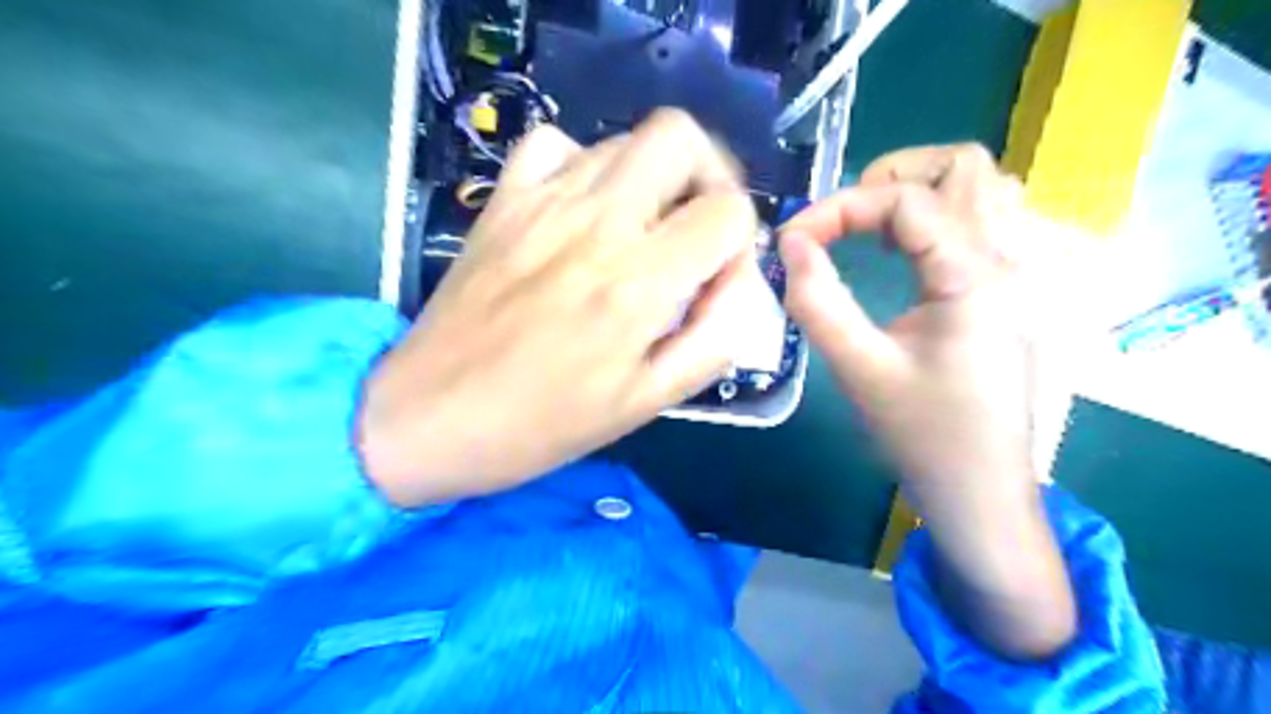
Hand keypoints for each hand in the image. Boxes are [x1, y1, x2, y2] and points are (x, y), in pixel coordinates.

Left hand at [358, 108, 757, 506]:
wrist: (431, 416)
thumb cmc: (542, 423)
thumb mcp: (644, 404)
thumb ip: (710, 343)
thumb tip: (740, 290)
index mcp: (639, 283)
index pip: (728, 210)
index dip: (738, 240)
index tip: (716, 276)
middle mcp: (597, 223)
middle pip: (680, 137)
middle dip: (707, 175)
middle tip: (695, 226)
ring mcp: (543, 202)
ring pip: (623, 139)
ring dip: (651, 177)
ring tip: (640, 228)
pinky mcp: (503, 201)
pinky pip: (553, 144)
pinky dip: (584, 165)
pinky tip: (582, 209)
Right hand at [785, 143, 1030, 493]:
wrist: (979, 492)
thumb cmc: (923, 435)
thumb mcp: (858, 369)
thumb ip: (817, 301)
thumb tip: (790, 245)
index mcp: (973, 276)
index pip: (907, 200)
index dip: (840, 207)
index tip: (792, 240)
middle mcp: (1003, 261)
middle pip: (964, 168)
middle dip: (892, 175)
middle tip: (841, 217)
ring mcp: (1009, 276)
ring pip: (978, 190)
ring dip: (918, 191)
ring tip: (867, 225)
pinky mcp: (999, 295)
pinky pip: (976, 224)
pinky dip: (932, 218)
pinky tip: (899, 252)